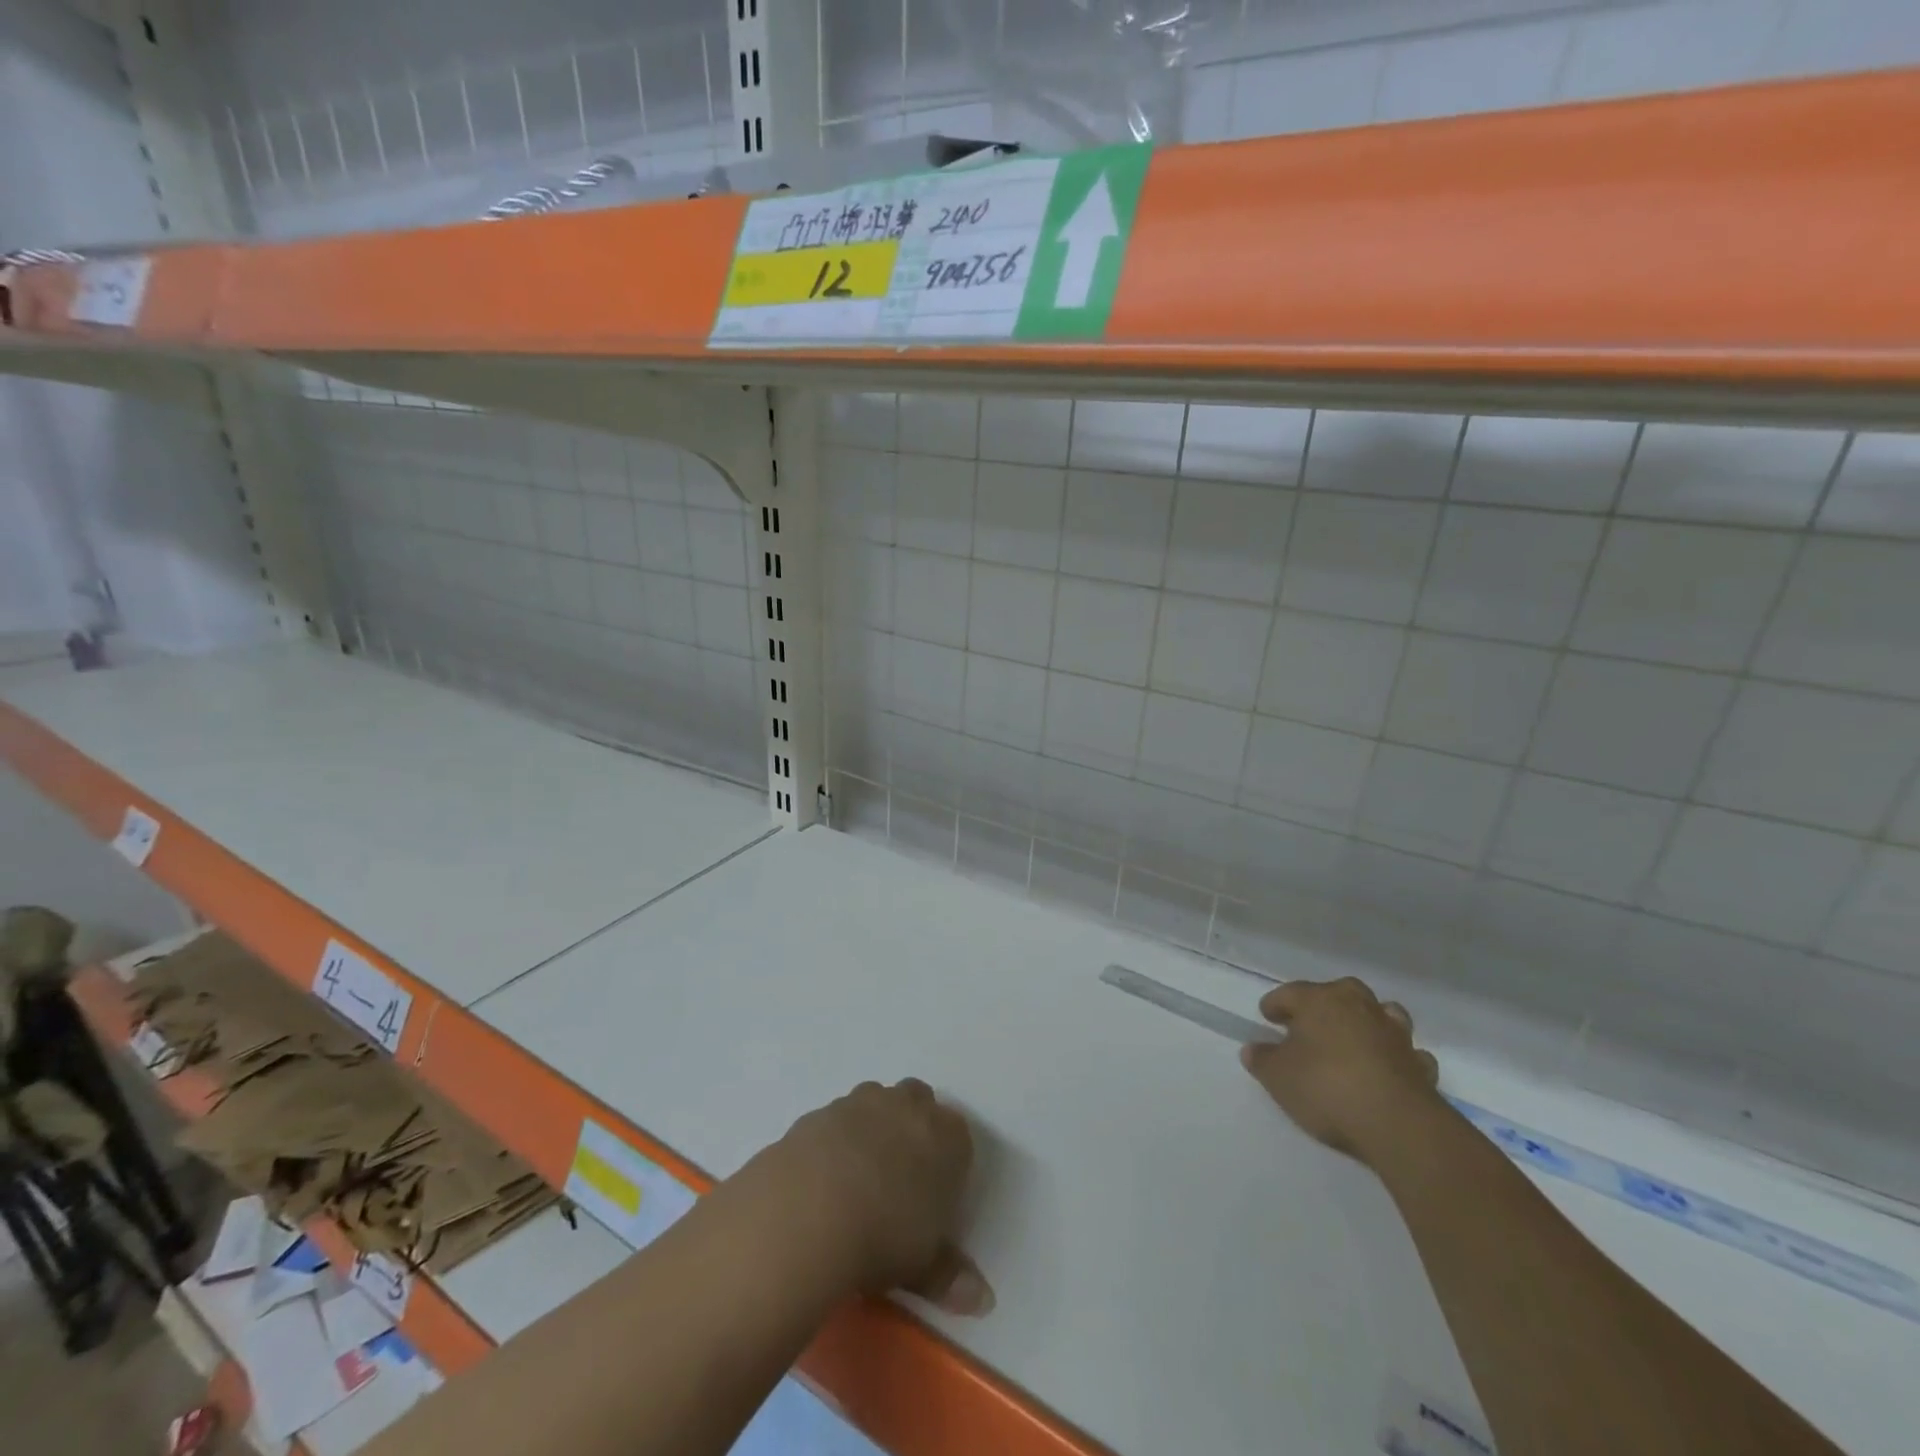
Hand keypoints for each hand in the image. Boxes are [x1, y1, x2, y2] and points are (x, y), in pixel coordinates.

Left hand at [759, 1079, 992, 1316]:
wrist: (808, 1211)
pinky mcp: (819, 1112)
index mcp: (946, 1136)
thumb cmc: (883, 1236)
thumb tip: (982, 1299)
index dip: (947, 1162)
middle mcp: (907, 1106)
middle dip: (912, 1128)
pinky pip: (835, 1120)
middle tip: (899, 1178)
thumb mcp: (923, 1267)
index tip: (934, 1195)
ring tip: (858, 1179)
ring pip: (876, 1102)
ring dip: (872, 1127)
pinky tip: (822, 1180)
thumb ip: (950, 1275)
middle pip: (918, 1101)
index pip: (958, 1136)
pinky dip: (834, 1141)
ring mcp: (860, 1103)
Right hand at [1240, 977, 1444, 1166]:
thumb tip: (1252, 1049)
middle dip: (1325, 1003)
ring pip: (1381, 1012)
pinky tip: (1388, 1068)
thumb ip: (1262, 1059)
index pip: (1290, 992)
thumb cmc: (1326, 1088)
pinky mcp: (1420, 1064)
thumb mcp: (1278, 1077)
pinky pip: (1407, 1051)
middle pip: (1340, 991)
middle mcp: (1359, 1006)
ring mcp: (1394, 1033)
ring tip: (1355, 1038)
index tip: (1267, 1017)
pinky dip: (1397, 1056)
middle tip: (1311, 1023)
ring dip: (1368, 1021)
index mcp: (1320, 1001)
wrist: (1397, 1124)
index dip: (1275, 1004)